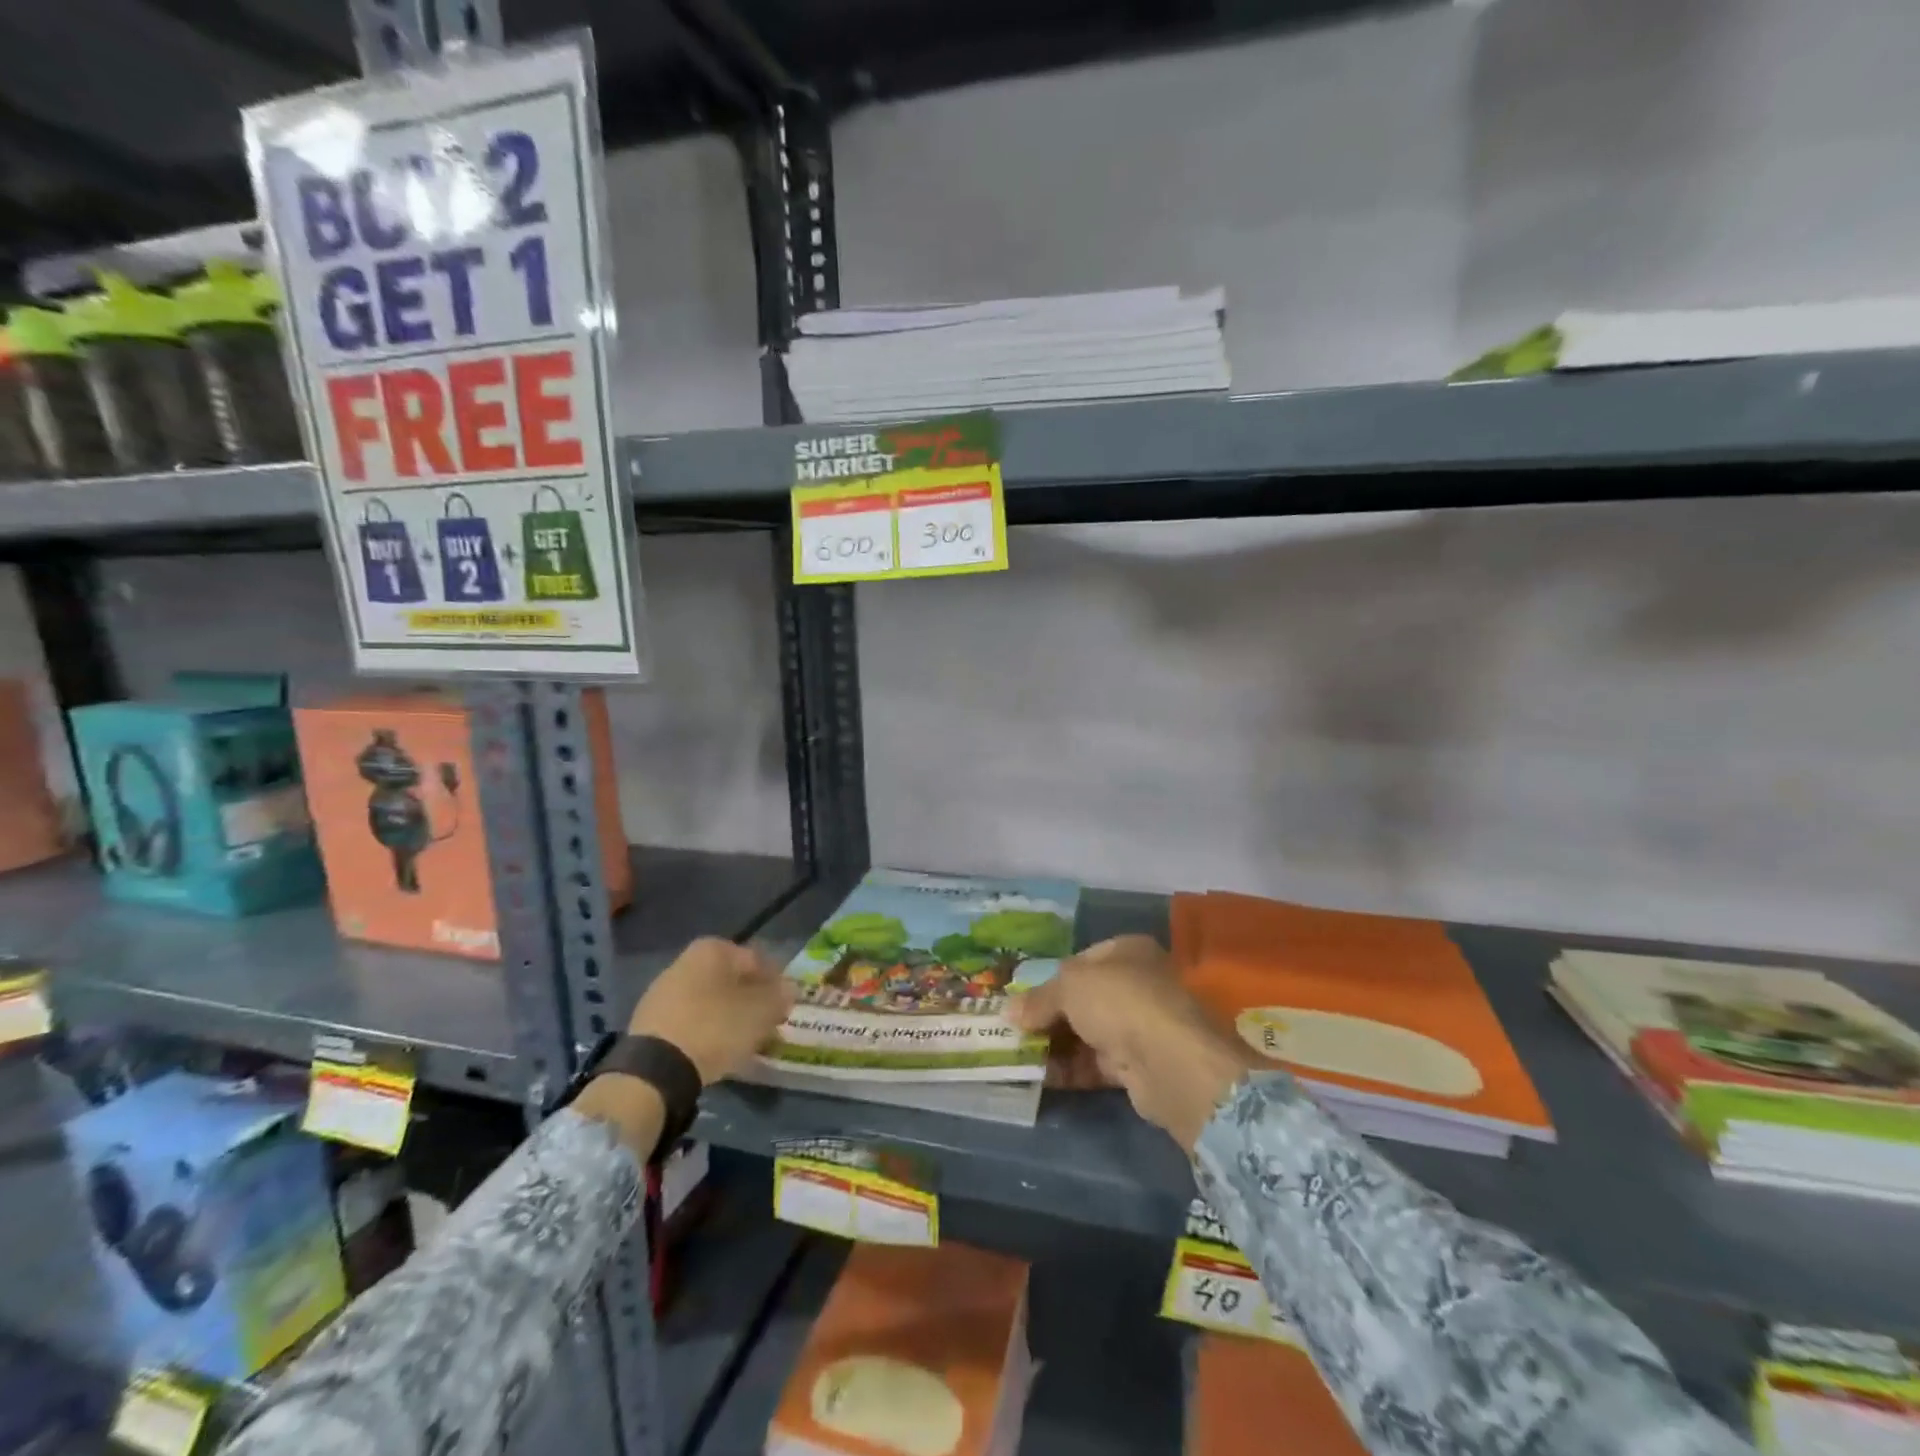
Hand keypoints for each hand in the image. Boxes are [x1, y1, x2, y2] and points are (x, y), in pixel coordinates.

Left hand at [628, 937, 795, 1085]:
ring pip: (710, 1000)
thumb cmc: (715, 1027)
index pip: (757, 960)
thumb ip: (779, 997)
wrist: (655, 1069)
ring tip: (744, 1041)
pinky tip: (716, 1050)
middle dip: (750, 998)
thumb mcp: (760, 1012)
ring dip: (729, 1015)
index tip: (785, 1006)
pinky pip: (690, 1020)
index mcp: (713, 949)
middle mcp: (685, 961)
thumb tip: (789, 989)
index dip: (775, 983)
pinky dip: (706, 1030)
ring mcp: (663, 991)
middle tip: (766, 1023)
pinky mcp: (649, 1021)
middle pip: (730, 979)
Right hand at [1008, 935, 1263, 1150]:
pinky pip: (1095, 1064)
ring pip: (1087, 1033)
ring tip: (1018, 1055)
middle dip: (1048, 1015)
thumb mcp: (1069, 987)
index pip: (1080, 960)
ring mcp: (1140, 1026)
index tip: (1022, 998)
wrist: (1170, 1062)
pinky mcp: (1139, 1066)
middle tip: (1014, 1030)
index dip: (1049, 978)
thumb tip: (1010, 1011)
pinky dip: (1069, 1069)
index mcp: (1127, 951)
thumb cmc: (1120, 1002)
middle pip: (1083, 999)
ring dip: (1055, 1044)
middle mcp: (1137, 984)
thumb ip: (1039, 998)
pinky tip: (1039, 1076)